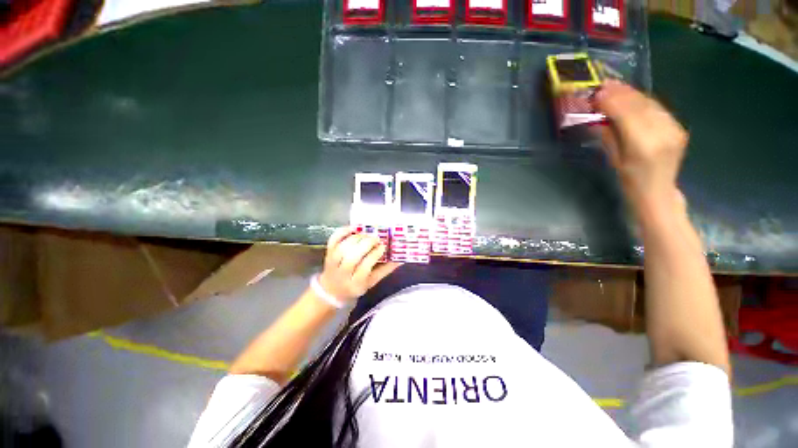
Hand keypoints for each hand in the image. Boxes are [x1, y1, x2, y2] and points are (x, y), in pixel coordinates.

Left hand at [318, 227, 400, 302]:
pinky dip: (342, 232)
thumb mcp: (372, 282)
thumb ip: (386, 270)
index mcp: (356, 283)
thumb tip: (401, 258)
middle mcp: (343, 273)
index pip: (365, 266)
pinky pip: (333, 240)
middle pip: (352, 256)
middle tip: (376, 238)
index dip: (374, 254)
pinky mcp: (328, 253)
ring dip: (356, 238)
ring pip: (343, 247)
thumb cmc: (355, 286)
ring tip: (367, 235)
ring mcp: (333, 263)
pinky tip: (352, 228)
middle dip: (366, 244)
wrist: (332, 290)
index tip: (383, 246)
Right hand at [595, 81, 688, 209]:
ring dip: (632, 94)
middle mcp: (662, 134)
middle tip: (605, 84)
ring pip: (650, 104)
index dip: (612, 101)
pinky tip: (632, 97)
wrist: (658, 192)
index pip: (627, 115)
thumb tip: (600, 116)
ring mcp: (673, 129)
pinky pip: (658, 109)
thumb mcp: (614, 159)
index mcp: (643, 146)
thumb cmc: (630, 181)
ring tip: (616, 86)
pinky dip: (643, 101)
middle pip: (640, 106)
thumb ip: (609, 135)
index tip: (597, 92)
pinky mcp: (678, 127)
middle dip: (621, 94)